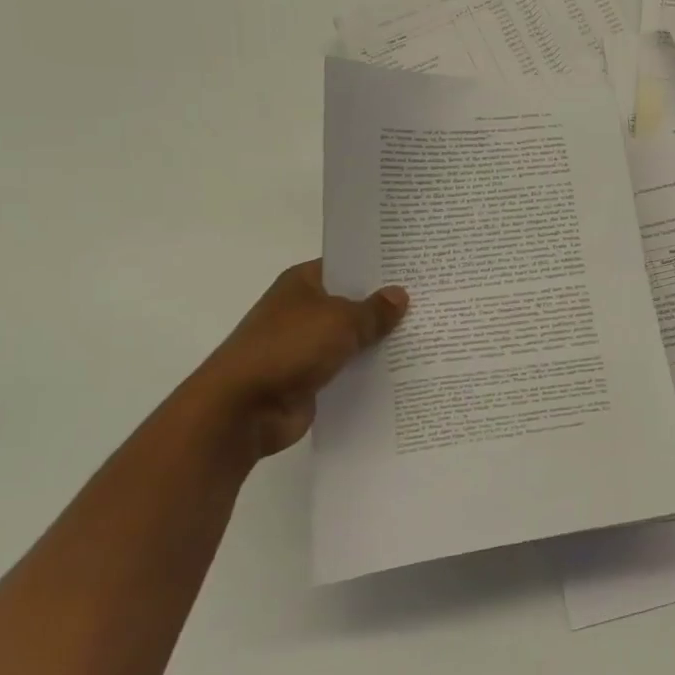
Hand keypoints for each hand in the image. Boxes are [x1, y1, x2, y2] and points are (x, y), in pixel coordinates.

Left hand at [184, 260, 407, 456]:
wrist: (242, 409)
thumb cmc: (289, 348)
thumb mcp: (341, 321)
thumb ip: (374, 310)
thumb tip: (399, 295)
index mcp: (303, 283)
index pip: (347, 266)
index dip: (378, 267)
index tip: (415, 269)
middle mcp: (302, 310)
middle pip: (352, 302)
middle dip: (385, 306)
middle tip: (431, 301)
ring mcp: (304, 346)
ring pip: (351, 338)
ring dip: (378, 341)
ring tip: (427, 335)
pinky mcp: (309, 379)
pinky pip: (347, 369)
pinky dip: (367, 370)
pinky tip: (404, 370)